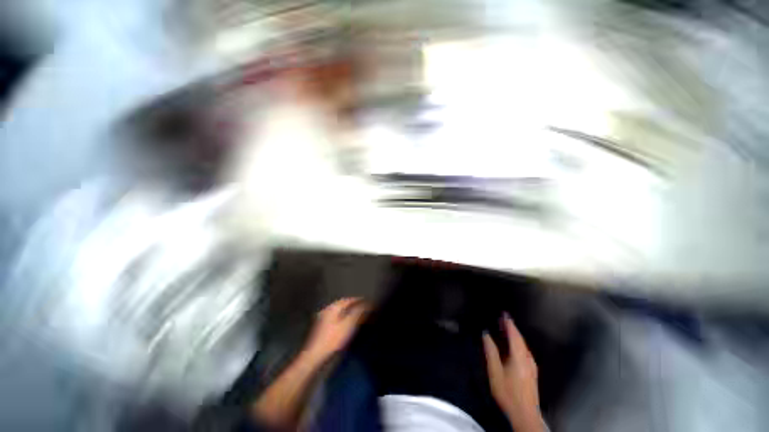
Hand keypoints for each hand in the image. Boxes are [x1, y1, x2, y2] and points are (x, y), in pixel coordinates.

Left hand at [304, 298, 368, 361]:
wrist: (314, 356)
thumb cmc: (333, 339)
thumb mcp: (348, 325)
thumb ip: (358, 312)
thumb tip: (367, 304)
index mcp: (333, 307)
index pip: (348, 299)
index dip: (359, 300)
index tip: (368, 302)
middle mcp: (326, 309)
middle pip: (343, 304)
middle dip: (353, 305)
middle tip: (363, 308)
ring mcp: (322, 318)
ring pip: (338, 311)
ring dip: (348, 311)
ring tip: (357, 315)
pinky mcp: (321, 328)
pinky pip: (335, 318)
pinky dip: (343, 317)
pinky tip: (346, 323)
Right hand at [483, 314, 543, 431]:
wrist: (525, 414)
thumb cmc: (508, 392)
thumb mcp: (495, 371)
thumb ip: (491, 351)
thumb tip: (486, 334)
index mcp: (519, 356)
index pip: (514, 335)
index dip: (509, 323)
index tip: (504, 314)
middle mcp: (527, 358)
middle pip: (520, 339)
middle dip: (512, 328)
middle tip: (504, 319)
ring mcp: (531, 366)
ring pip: (523, 345)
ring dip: (515, 336)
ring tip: (507, 329)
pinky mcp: (532, 372)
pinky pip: (524, 351)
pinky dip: (518, 344)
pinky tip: (513, 346)